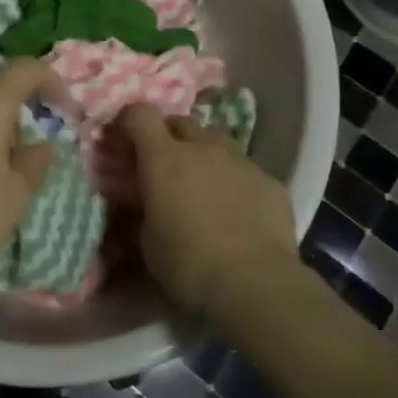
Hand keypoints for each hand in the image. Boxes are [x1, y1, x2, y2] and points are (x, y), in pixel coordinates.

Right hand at [116, 104, 296, 317]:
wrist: (255, 283)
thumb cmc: (189, 264)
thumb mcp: (148, 243)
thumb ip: (144, 212)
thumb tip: (143, 206)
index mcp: (163, 158)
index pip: (141, 114)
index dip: (131, 121)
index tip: (127, 137)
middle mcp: (202, 147)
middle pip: (182, 122)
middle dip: (171, 137)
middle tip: (167, 166)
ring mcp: (240, 160)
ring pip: (217, 141)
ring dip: (206, 154)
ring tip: (205, 184)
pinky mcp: (270, 180)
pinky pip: (247, 170)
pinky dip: (237, 181)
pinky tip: (240, 210)